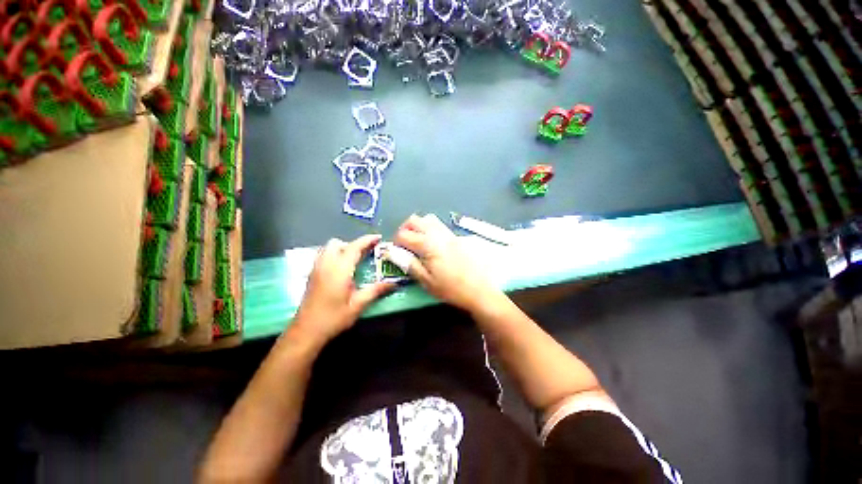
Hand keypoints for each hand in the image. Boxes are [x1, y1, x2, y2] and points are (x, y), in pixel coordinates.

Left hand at [292, 235, 393, 345]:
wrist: (305, 332)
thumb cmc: (333, 318)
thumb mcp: (358, 305)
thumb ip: (375, 291)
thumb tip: (394, 283)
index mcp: (339, 270)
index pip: (354, 247)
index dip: (367, 240)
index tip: (378, 237)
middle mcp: (325, 265)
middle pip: (338, 243)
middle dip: (353, 244)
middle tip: (366, 254)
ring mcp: (316, 269)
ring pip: (328, 248)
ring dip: (342, 248)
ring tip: (354, 260)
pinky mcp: (311, 275)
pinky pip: (323, 255)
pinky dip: (334, 255)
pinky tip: (341, 269)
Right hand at [393, 214, 502, 312]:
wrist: (479, 289)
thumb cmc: (450, 288)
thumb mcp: (426, 281)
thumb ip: (409, 264)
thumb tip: (393, 253)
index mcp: (428, 245)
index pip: (404, 235)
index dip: (396, 242)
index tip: (396, 251)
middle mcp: (437, 234)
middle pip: (415, 220)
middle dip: (405, 228)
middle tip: (404, 243)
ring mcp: (449, 234)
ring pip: (429, 219)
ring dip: (419, 226)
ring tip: (418, 241)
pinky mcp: (457, 237)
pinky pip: (440, 226)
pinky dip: (431, 229)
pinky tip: (433, 244)